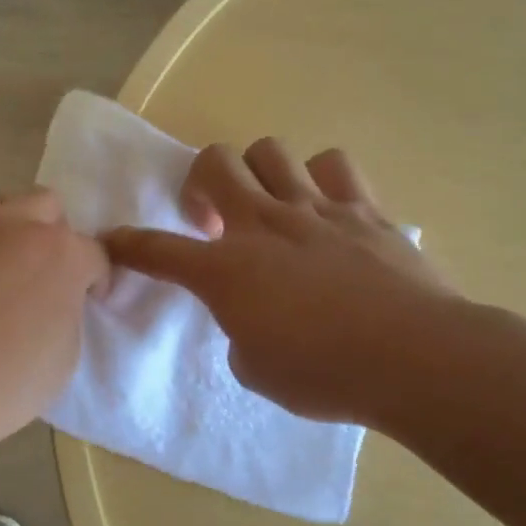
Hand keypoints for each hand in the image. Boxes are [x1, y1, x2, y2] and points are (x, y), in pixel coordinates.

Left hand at [0, 189, 108, 471]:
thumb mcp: (62, 363)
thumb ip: (67, 313)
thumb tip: (54, 299)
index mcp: (61, 254)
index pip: (95, 254)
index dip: (94, 280)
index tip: (84, 301)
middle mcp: (14, 222)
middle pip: (47, 208)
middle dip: (51, 238)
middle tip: (35, 280)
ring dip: (2, 233)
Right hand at [105, 140, 463, 424]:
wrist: (414, 357)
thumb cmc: (325, 374)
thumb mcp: (257, 370)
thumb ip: (240, 333)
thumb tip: (251, 317)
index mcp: (227, 270)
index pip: (158, 250)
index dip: (127, 244)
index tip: (111, 241)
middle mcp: (264, 225)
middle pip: (214, 163)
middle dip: (198, 182)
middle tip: (210, 219)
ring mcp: (316, 209)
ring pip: (270, 151)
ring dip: (257, 173)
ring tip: (268, 205)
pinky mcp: (363, 209)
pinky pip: (334, 166)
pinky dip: (320, 178)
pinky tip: (325, 207)